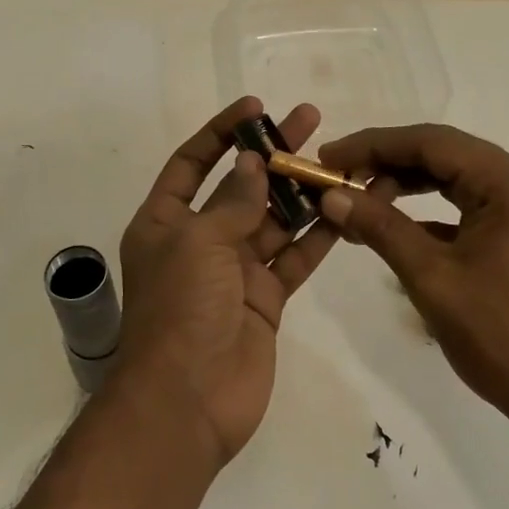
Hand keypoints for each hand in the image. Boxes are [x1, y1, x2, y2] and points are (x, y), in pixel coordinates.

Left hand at [112, 97, 338, 467]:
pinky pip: (293, 258)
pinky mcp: (265, 300)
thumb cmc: (181, 310)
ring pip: (273, 220)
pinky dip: (316, 236)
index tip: (256, 106)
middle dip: (272, 153)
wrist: (188, 401)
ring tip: (337, 159)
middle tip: (311, 119)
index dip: (221, 132)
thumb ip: (233, 201)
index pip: (192, 164)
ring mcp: (234, 272)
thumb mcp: (199, 242)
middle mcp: (199, 242)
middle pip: (240, 186)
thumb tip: (253, 161)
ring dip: (301, 192)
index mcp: (165, 223)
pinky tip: (343, 208)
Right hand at [317, 124, 508, 433]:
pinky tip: (394, 229)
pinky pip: (471, 207)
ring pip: (457, 181)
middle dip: (388, 165)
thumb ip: (381, 228)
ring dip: (407, 188)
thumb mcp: (433, 278)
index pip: (433, 143)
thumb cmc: (502, 336)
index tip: (329, 158)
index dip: (374, 146)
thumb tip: (331, 196)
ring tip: (358, 202)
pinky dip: (431, 213)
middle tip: (337, 180)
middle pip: (446, 156)